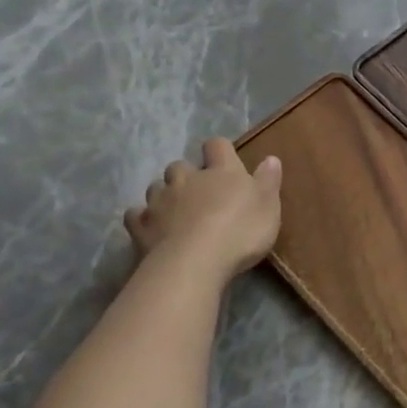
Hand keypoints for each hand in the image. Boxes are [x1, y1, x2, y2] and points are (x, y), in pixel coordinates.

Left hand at [124, 139, 282, 280]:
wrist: (195, 261)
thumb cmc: (240, 231)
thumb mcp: (268, 206)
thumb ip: (268, 181)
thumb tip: (270, 158)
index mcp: (221, 171)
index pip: (217, 146)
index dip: (219, 150)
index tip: (224, 160)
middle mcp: (187, 179)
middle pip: (180, 166)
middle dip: (187, 175)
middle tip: (198, 192)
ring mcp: (161, 201)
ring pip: (156, 187)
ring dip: (165, 195)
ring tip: (175, 211)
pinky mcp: (141, 226)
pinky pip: (136, 215)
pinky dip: (142, 218)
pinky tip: (150, 227)